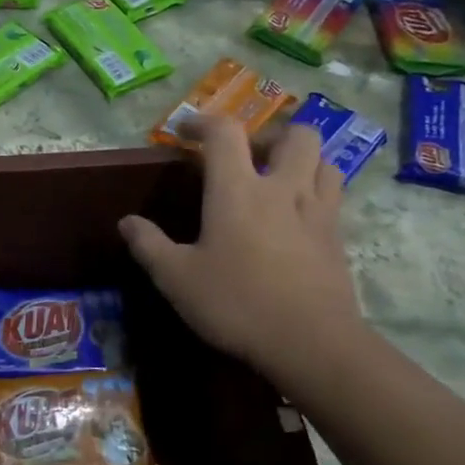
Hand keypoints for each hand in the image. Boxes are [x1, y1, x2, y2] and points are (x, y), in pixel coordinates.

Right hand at [118, 115, 363, 379]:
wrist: (310, 343)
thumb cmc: (236, 303)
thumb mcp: (177, 279)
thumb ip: (149, 245)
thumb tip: (127, 222)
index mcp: (237, 190)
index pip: (224, 132)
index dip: (203, 122)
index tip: (185, 131)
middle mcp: (282, 188)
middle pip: (294, 135)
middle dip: (269, 135)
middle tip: (247, 157)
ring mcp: (318, 211)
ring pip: (323, 161)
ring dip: (301, 160)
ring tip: (279, 180)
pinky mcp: (337, 238)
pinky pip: (333, 197)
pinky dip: (316, 192)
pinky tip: (297, 218)